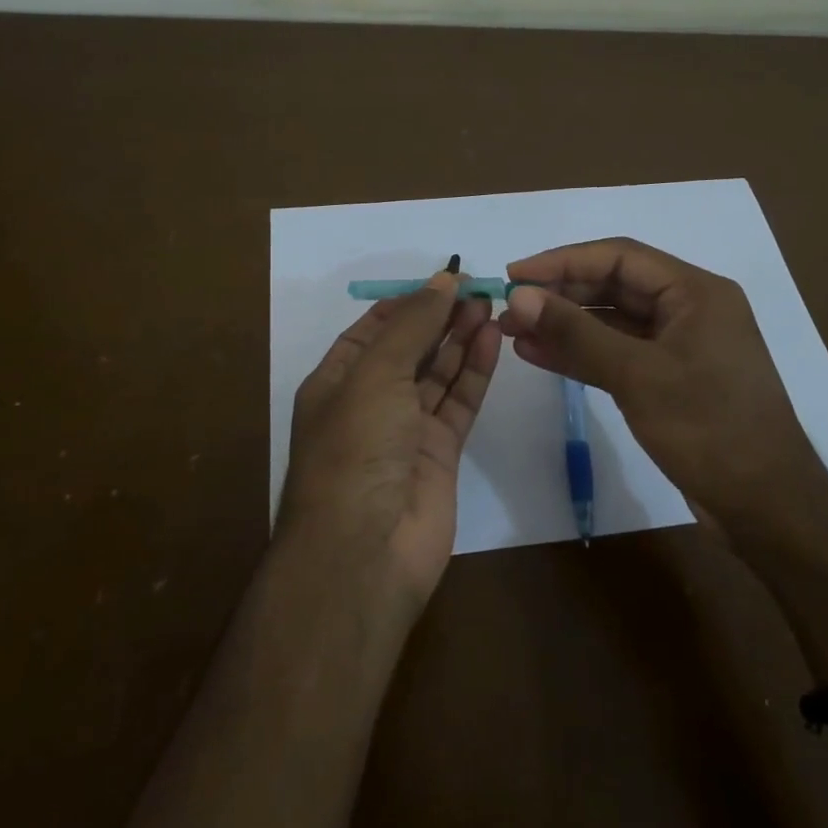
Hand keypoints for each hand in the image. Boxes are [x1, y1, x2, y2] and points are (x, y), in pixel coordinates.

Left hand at [278, 271, 501, 616]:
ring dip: (460, 340)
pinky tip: (491, 339)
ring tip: (491, 305)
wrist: (366, 549)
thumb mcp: (375, 375)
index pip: (373, 330)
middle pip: (410, 349)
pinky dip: (474, 372)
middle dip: (440, 318)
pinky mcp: (439, 454)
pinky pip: (458, 403)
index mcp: (336, 382)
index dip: (407, 302)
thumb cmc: (356, 449)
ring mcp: (405, 431)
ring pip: (438, 374)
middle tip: (479, 288)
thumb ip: (412, 325)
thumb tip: (443, 280)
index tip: (446, 278)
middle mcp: (369, 403)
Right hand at [499, 238, 827, 544]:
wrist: (765, 506)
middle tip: (508, 309)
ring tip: (512, 332)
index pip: (619, 257)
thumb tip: (519, 297)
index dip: (562, 261)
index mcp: (696, 292)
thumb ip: (576, 333)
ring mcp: (679, 347)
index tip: (514, 275)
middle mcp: (689, 310)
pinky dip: (582, 354)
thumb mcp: (638, 375)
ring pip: (612, 323)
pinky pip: (618, 355)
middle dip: (560, 295)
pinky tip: (539, 355)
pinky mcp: (669, 380)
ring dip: (565, 325)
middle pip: (614, 286)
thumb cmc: (709, 429)